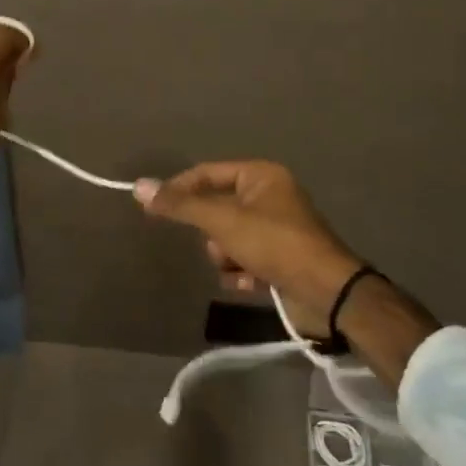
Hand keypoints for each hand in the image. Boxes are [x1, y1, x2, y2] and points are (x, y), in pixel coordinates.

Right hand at [134, 160, 362, 339]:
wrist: (326, 292)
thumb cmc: (274, 243)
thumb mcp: (222, 221)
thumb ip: (181, 205)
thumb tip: (139, 186)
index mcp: (261, 176)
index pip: (206, 173)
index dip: (178, 189)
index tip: (153, 209)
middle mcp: (270, 196)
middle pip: (217, 209)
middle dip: (212, 233)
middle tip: (218, 245)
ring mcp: (277, 229)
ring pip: (228, 238)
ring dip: (226, 257)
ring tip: (238, 267)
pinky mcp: (280, 258)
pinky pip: (244, 259)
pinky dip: (241, 272)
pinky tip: (250, 283)